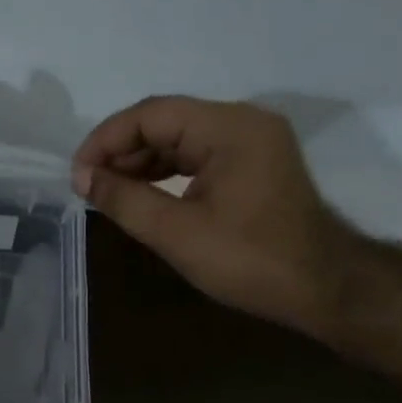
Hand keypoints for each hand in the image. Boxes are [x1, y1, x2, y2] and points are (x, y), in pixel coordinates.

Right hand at [73, 97, 359, 335]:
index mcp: (230, 128)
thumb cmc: (250, 260)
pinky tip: (141, 193)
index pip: (153, 114)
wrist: (324, 288)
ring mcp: (252, 142)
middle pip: (167, 121)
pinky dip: (166, 171)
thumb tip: (82, 178)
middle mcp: (243, 122)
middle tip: (88, 184)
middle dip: (122, 150)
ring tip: (107, 190)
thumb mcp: (176, 232)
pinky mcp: (253, 164)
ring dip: (141, 161)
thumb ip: (124, 199)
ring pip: (181, 138)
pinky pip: (198, 155)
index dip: (107, 139)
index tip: (78, 173)